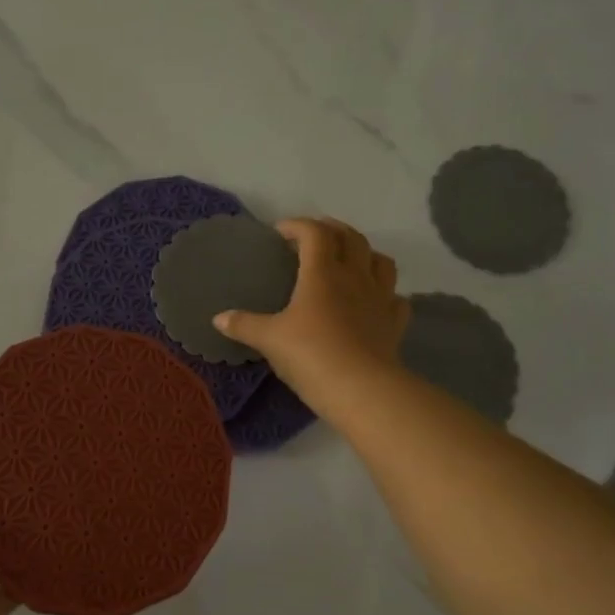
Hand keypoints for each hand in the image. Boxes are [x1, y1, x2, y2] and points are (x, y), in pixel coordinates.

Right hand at [214, 217, 408, 416]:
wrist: (360, 388)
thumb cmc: (310, 355)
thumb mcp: (269, 340)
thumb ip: (244, 325)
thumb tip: (219, 319)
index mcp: (322, 273)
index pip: (314, 233)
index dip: (297, 226)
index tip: (280, 232)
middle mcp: (355, 277)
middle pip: (352, 238)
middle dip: (333, 230)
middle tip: (315, 235)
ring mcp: (380, 299)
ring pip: (381, 262)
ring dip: (365, 254)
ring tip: (350, 261)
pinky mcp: (394, 324)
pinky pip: (395, 299)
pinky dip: (386, 294)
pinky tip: (374, 301)